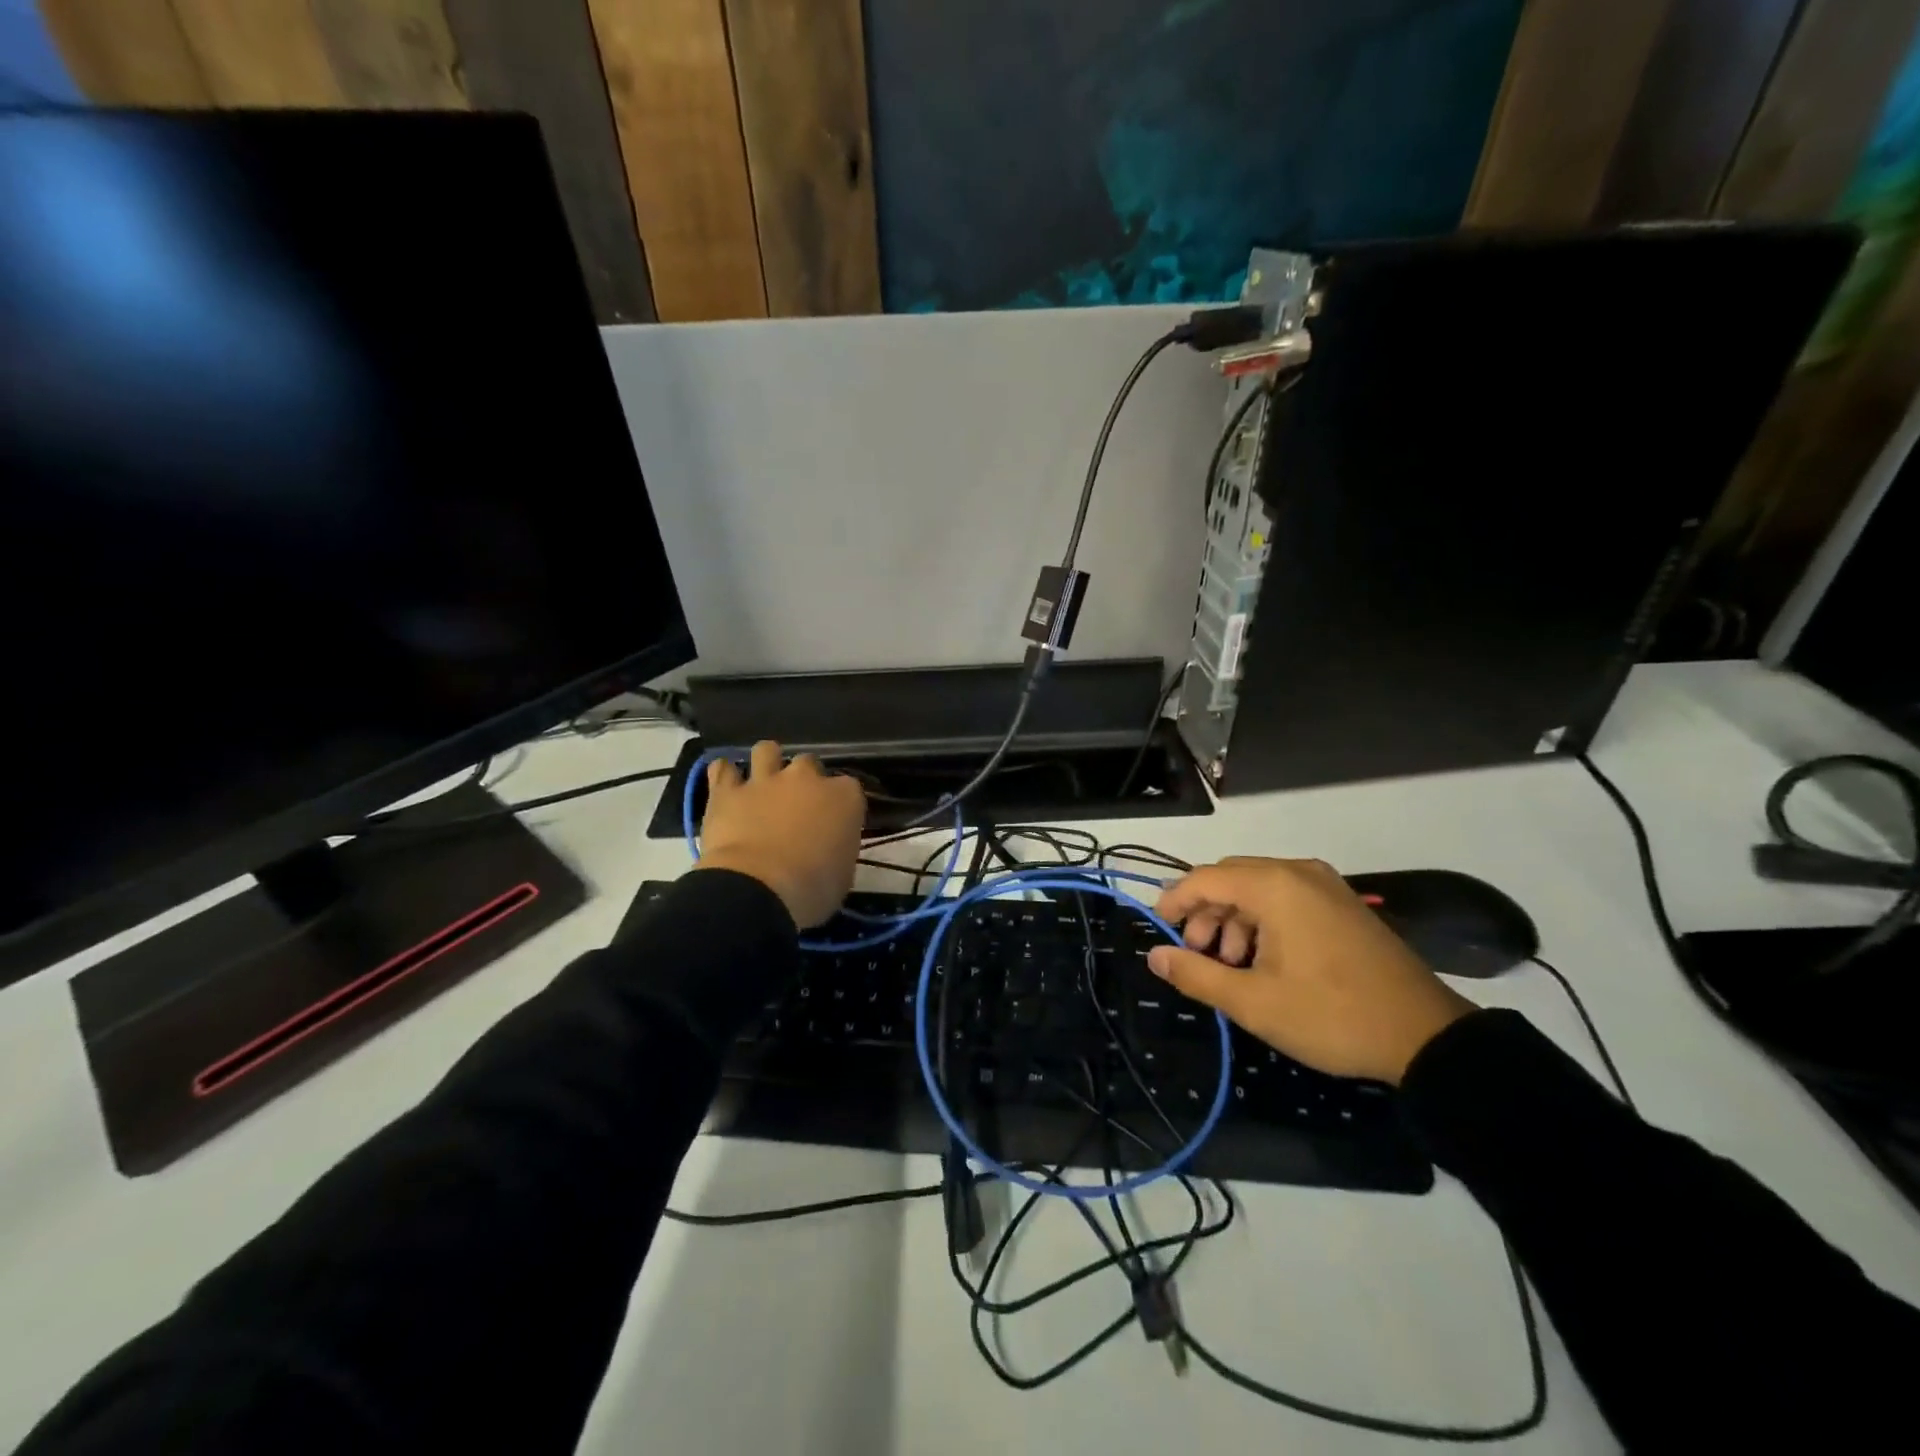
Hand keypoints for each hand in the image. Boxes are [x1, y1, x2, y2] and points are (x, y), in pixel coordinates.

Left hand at [696, 741, 865, 928]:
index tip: (835, 822)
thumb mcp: (843, 874)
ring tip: (762, 782)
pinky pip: (722, 769)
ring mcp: (766, 780)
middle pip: (809, 763)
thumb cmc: (812, 889)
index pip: (850, 788)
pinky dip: (724, 775)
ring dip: (766, 763)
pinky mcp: (728, 791)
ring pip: (767, 750)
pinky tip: (726, 786)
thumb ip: (839, 848)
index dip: (840, 804)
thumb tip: (829, 848)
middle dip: (804, 780)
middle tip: (797, 805)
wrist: (758, 889)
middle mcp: (806, 778)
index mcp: (844, 797)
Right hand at [1148, 857, 1474, 1083]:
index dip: (1175, 900)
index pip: (1206, 877)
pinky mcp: (1344, 904)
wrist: (1427, 1038)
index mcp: (1275, 886)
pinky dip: (1263, 921)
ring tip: (1230, 965)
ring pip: (1259, 888)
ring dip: (1234, 919)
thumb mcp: (1253, 1003)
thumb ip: (1196, 974)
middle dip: (1205, 912)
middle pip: (1231, 878)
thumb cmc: (1331, 1016)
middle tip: (1197, 954)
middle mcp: (1298, 873)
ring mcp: (1326, 886)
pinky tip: (1264, 960)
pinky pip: (1287, 898)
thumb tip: (1155, 955)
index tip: (1159, 928)